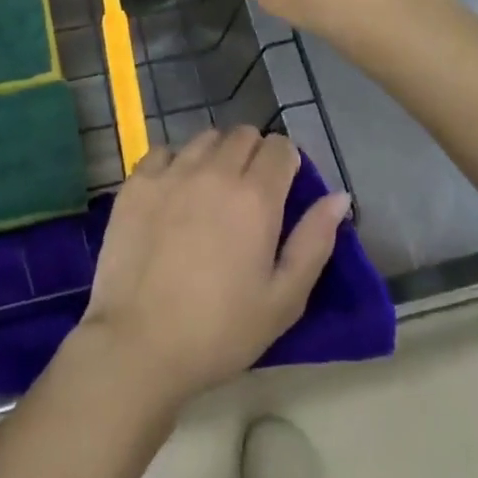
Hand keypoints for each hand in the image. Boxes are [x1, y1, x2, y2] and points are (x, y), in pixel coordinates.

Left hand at [79, 127, 349, 405]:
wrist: (139, 343)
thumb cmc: (220, 331)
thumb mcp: (283, 300)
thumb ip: (314, 242)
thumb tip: (339, 197)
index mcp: (256, 196)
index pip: (280, 147)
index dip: (286, 163)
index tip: (283, 189)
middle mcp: (215, 170)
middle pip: (243, 135)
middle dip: (254, 154)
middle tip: (249, 194)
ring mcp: (172, 171)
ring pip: (205, 138)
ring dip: (217, 155)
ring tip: (211, 192)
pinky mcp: (138, 181)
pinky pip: (164, 151)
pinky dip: (175, 163)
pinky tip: (174, 194)